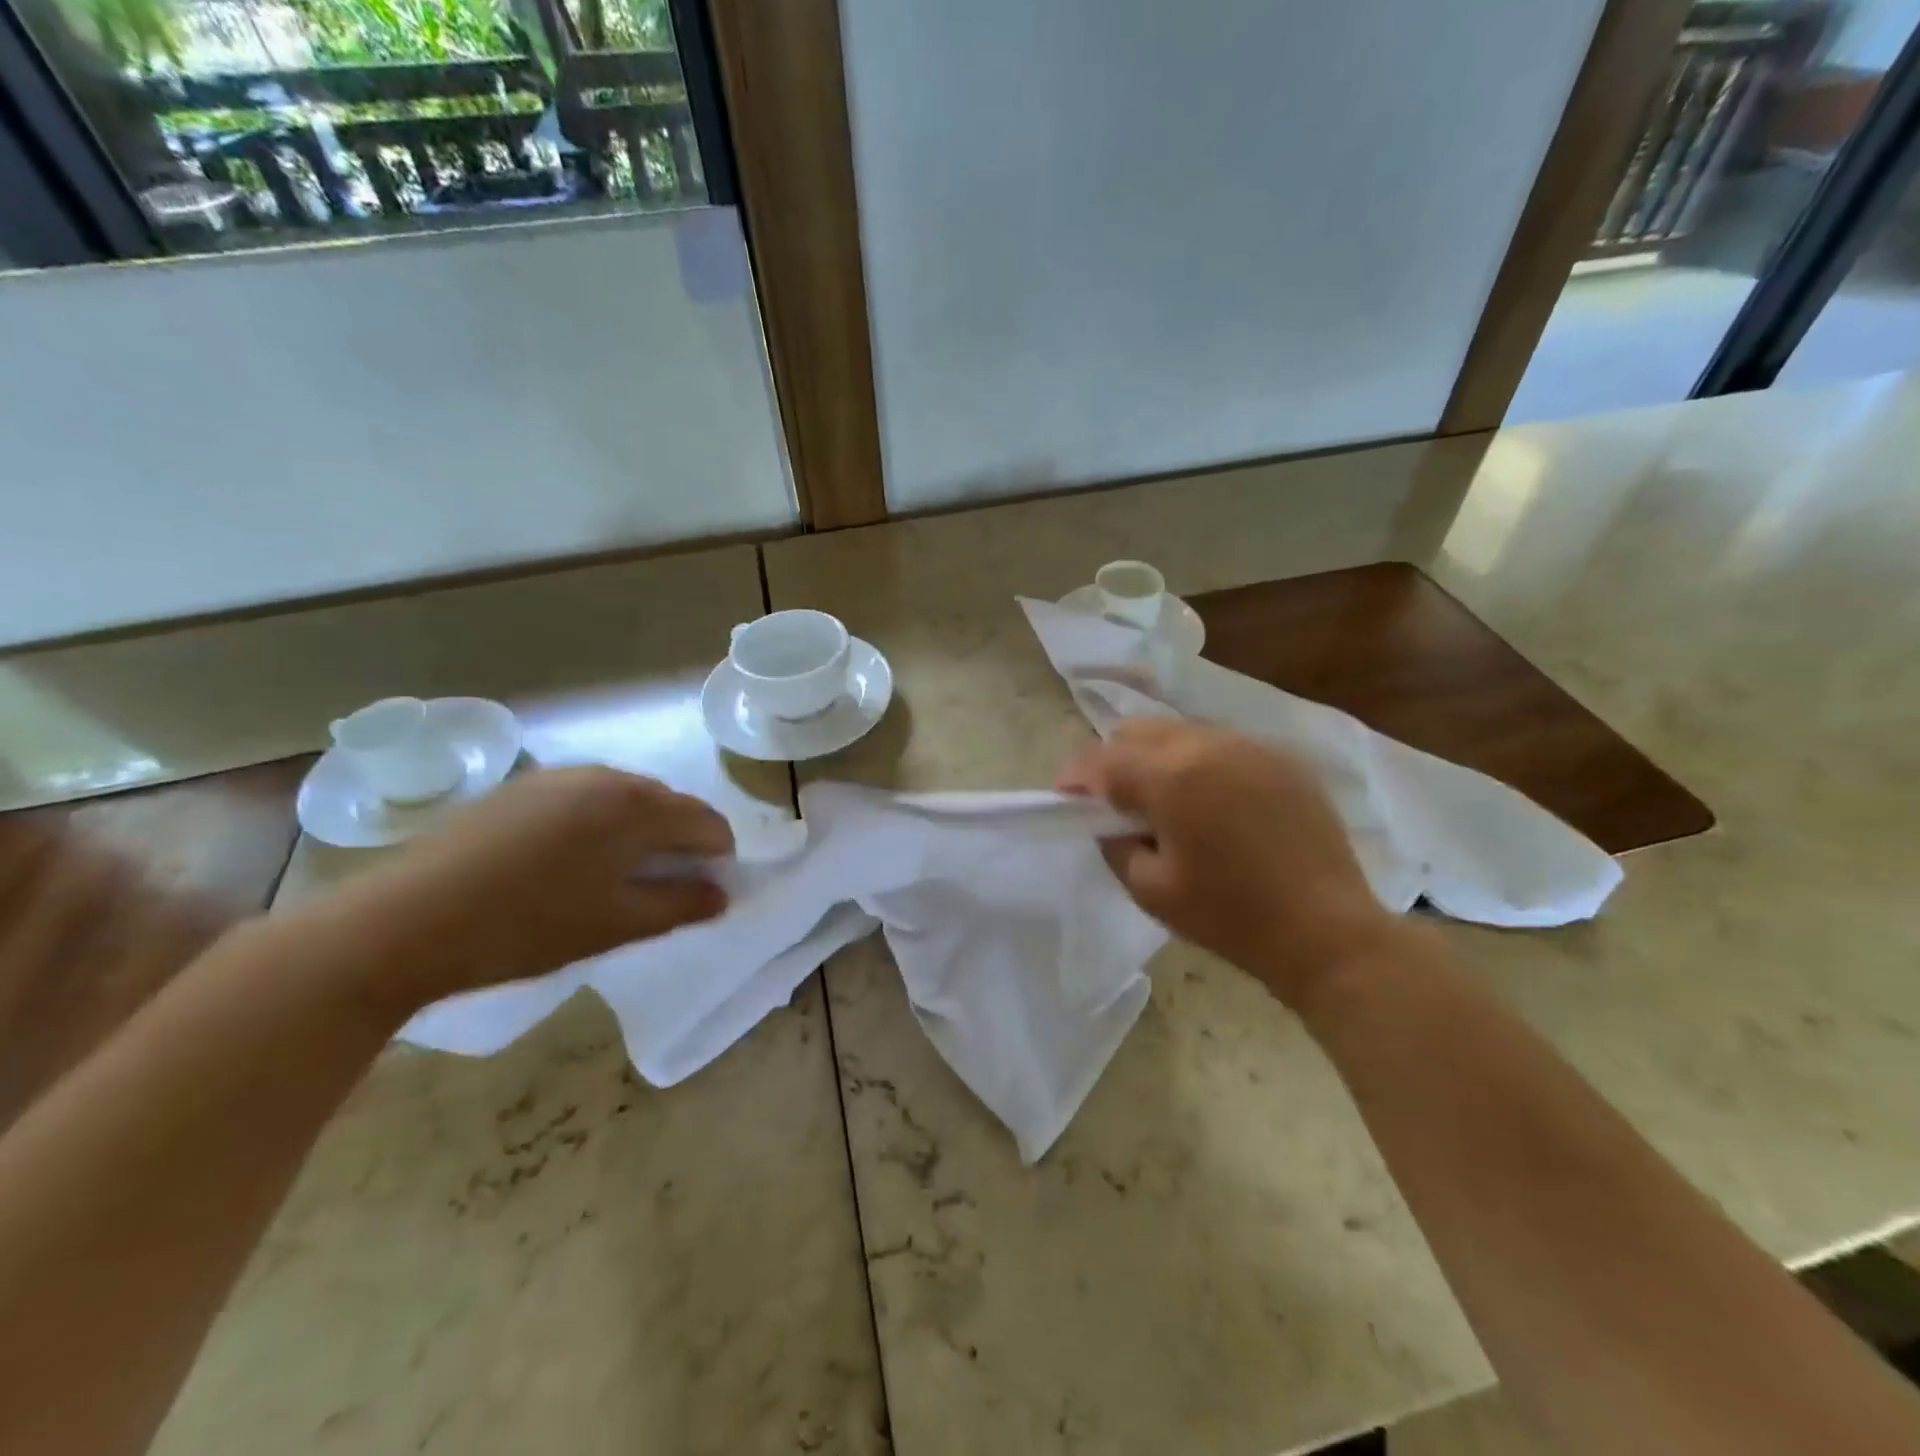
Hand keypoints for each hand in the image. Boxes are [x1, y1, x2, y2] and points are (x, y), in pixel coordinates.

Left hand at [320, 765, 733, 1008]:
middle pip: (669, 804)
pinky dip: (599, 822)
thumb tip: (721, 895)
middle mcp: (606, 777)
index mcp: (637, 807)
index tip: (707, 890)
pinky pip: (586, 797)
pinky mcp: (522, 786)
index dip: (718, 856)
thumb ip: (681, 906)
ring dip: (639, 830)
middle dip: (679, 841)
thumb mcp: (616, 926)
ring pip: (626, 798)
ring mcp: (560, 776)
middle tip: (660, 888)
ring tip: (613, 876)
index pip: (706, 821)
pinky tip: (568, 861)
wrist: (405, 920)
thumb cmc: (527, 926)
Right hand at [1058, 721, 1399, 1008]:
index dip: (1077, 776)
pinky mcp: (1282, 758)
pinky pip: (1222, 744)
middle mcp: (1209, 745)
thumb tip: (1109, 821)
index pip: (1104, 760)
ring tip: (1160, 798)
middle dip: (1113, 760)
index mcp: (1172, 777)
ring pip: (1181, 732)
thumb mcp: (1150, 890)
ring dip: (1156, 757)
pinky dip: (1199, 762)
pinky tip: (1208, 800)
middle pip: (1139, 731)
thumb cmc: (1230, 916)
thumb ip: (1115, 844)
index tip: (1065, 798)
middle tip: (1111, 800)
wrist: (1326, 931)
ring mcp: (1251, 746)